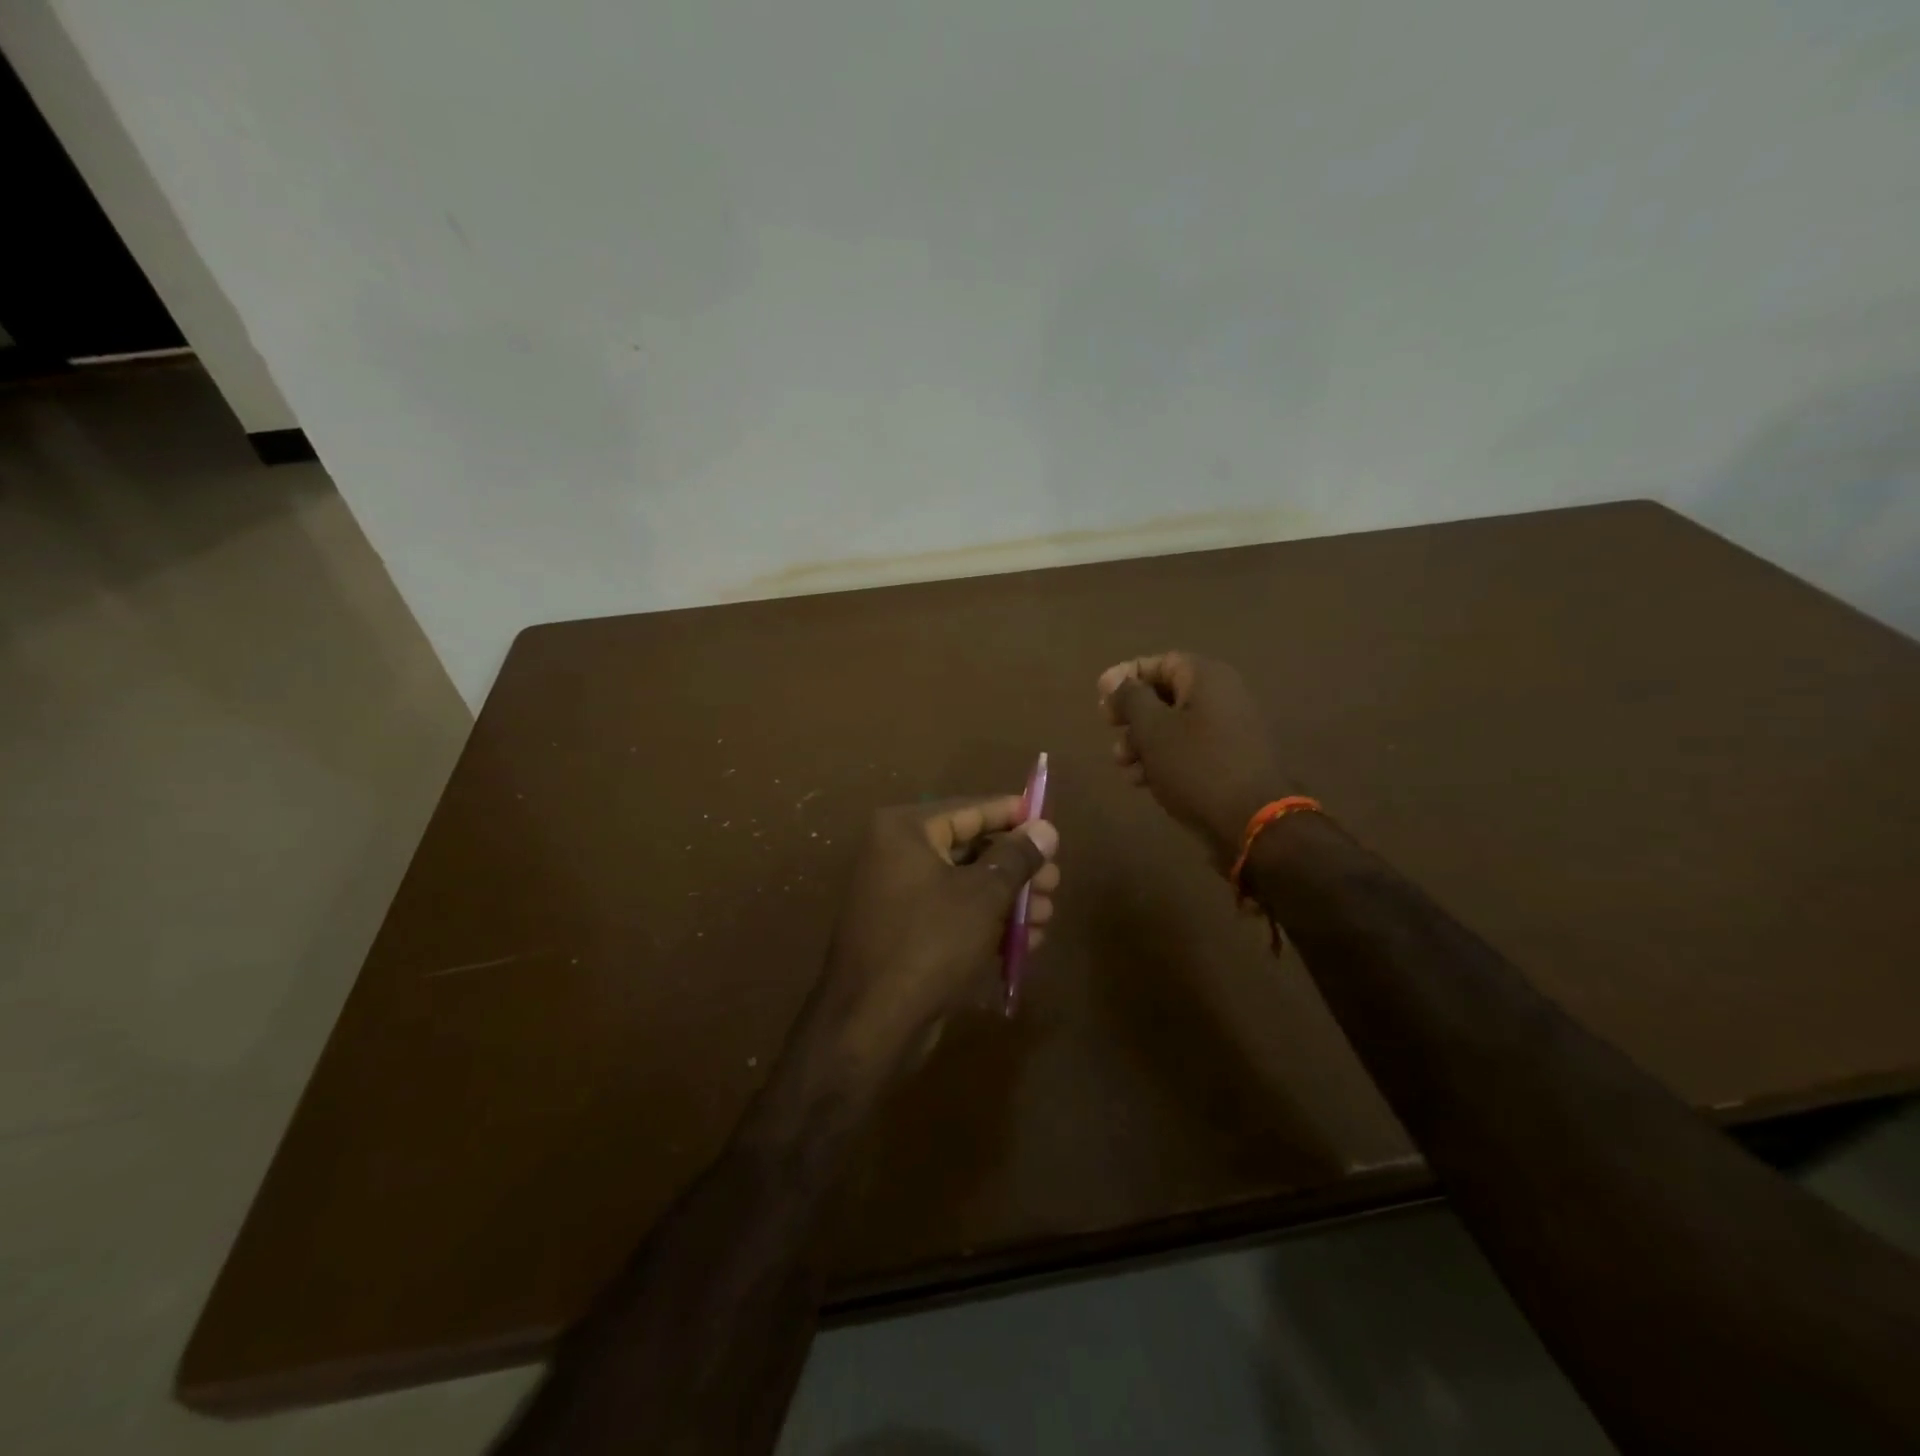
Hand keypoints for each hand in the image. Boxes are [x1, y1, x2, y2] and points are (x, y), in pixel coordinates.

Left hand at [817, 797, 1059, 1070]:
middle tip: (1056, 881)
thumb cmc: (930, 943)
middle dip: (1017, 868)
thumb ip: (1016, 858)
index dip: (1014, 816)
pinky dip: (987, 923)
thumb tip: (1045, 828)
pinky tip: (1027, 942)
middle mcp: (896, 854)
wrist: (871, 1024)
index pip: (970, 810)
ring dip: (1009, 900)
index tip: (1050, 823)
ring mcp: (898, 896)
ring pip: (965, 886)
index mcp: (905, 831)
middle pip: (970, 849)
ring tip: (1049, 915)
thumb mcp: (983, 895)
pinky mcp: (904, 933)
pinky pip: (953, 915)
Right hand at [1099, 652, 1294, 869]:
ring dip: (1143, 742)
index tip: (1100, 696)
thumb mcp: (1153, 729)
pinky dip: (1164, 759)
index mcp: (1206, 678)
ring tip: (1123, 765)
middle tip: (1110, 730)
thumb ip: (1130, 698)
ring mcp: (1229, 730)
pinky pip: (1189, 749)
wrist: (1253, 821)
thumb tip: (1116, 680)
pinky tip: (1143, 781)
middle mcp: (1222, 696)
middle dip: (1132, 715)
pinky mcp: (1229, 760)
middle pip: (1165, 695)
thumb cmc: (1196, 766)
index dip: (1126, 676)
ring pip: (1174, 726)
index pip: (1160, 662)